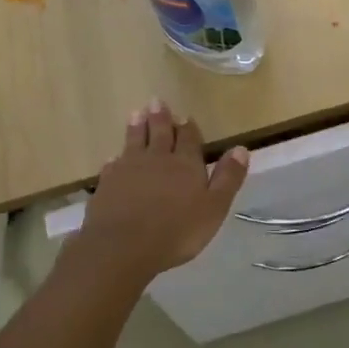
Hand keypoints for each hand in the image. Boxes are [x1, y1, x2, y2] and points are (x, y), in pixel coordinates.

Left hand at [75, 100, 248, 283]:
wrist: (123, 247)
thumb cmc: (176, 231)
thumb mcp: (214, 207)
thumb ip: (227, 178)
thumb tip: (241, 148)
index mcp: (185, 163)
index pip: (188, 138)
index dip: (188, 127)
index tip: (186, 116)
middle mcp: (157, 158)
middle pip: (159, 132)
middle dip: (160, 117)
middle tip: (156, 101)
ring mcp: (129, 169)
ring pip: (134, 141)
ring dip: (136, 127)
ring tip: (136, 113)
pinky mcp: (108, 183)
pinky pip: (113, 164)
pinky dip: (116, 158)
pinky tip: (114, 157)